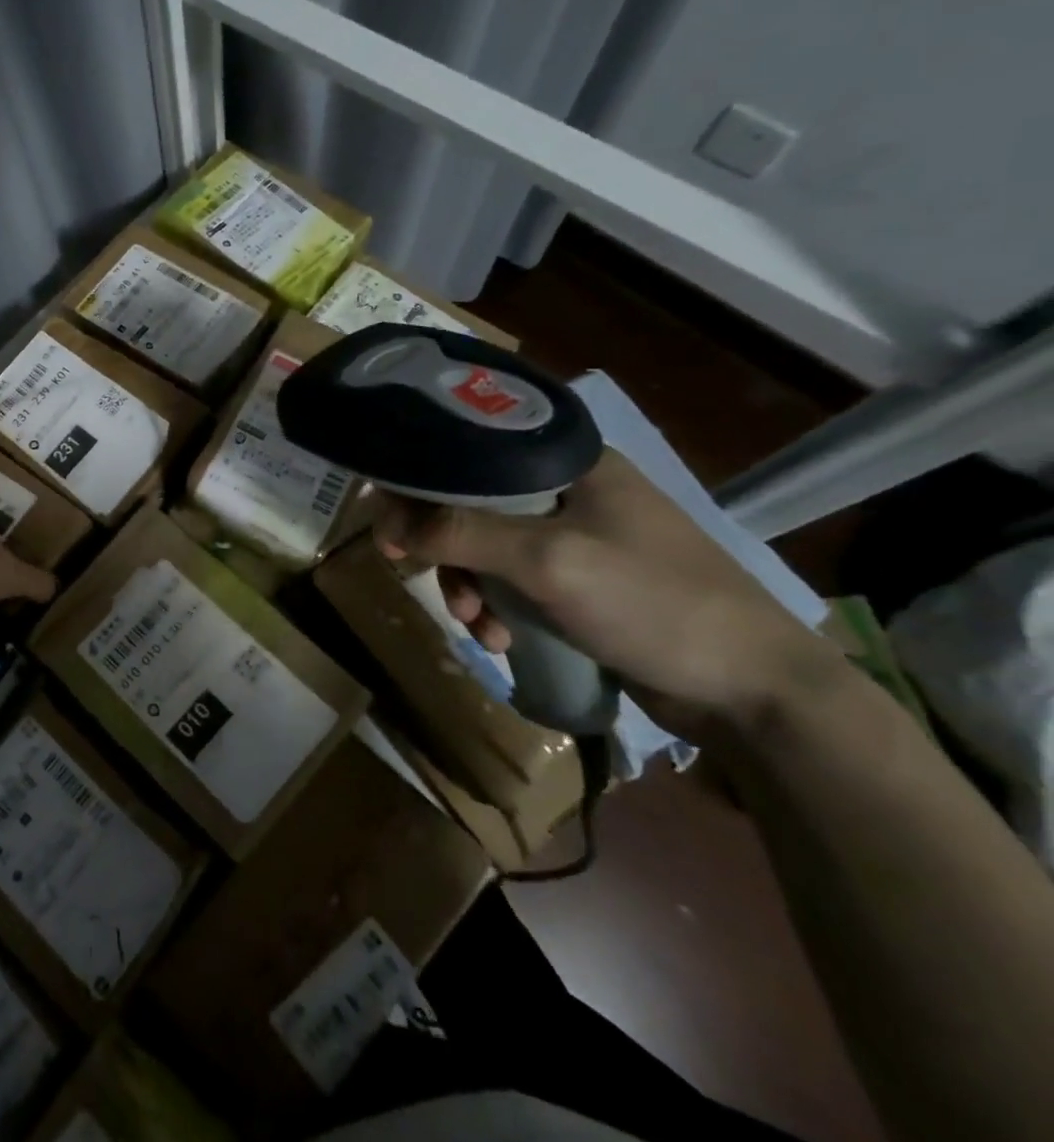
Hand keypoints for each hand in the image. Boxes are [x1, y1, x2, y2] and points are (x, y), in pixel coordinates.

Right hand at [374, 449, 836, 736]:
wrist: (755, 691)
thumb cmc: (653, 603)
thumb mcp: (547, 561)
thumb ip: (461, 532)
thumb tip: (386, 522)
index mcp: (567, 460)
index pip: (469, 450)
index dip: (420, 482)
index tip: (388, 527)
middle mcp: (567, 490)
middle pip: (470, 502)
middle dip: (443, 547)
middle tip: (415, 575)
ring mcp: (576, 537)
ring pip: (486, 547)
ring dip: (468, 586)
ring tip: (479, 626)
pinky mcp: (580, 582)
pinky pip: (513, 582)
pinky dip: (496, 608)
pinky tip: (502, 640)